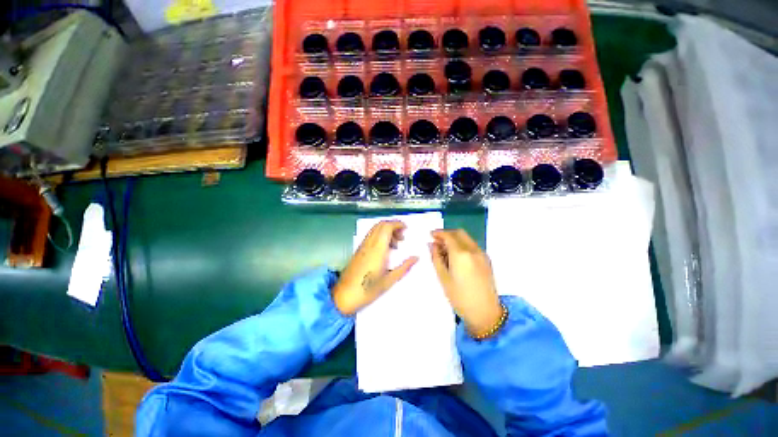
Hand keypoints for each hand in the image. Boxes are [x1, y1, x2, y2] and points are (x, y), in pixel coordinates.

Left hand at [332, 220, 418, 314]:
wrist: (344, 296)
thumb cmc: (367, 290)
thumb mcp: (389, 280)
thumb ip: (404, 267)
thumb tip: (416, 258)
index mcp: (377, 249)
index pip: (386, 227)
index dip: (397, 224)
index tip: (406, 228)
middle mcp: (369, 244)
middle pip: (381, 225)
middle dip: (393, 226)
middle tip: (402, 236)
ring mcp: (362, 246)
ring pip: (375, 229)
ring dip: (387, 231)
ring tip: (396, 244)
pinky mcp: (359, 250)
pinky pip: (371, 236)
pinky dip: (380, 236)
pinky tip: (385, 249)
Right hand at [430, 229, 503, 336]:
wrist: (485, 313)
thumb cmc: (460, 297)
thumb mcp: (443, 277)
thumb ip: (436, 258)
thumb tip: (432, 245)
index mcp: (461, 254)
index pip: (448, 236)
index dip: (438, 233)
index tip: (430, 235)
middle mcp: (473, 250)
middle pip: (459, 233)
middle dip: (447, 234)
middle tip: (437, 241)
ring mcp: (481, 254)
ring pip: (466, 238)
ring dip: (455, 239)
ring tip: (445, 249)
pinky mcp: (486, 260)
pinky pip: (472, 245)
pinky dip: (462, 245)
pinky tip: (456, 256)